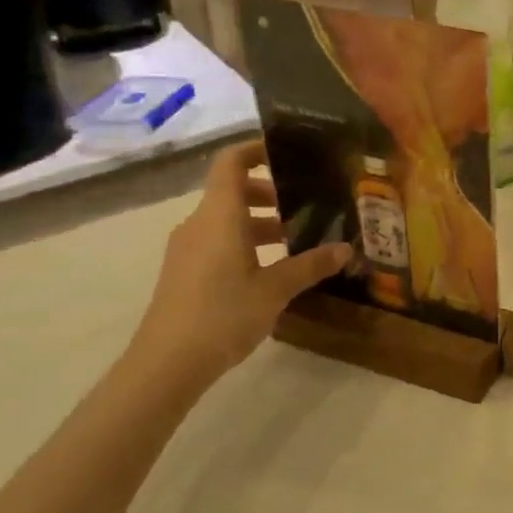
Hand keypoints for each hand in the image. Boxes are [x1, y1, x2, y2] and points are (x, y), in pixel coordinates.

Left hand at [128, 140, 350, 386]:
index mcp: (220, 216)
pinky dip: (247, 241)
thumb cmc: (223, 314)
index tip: (290, 152)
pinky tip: (274, 267)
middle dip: (272, 192)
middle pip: (233, 190)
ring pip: (228, 219)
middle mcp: (200, 224)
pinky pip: (219, 241)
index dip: (257, 149)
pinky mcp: (185, 272)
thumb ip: (311, 265)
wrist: (166, 364)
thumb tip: (346, 249)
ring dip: (262, 221)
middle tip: (310, 203)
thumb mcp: (276, 289)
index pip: (231, 162)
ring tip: (300, 237)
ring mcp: (188, 249)